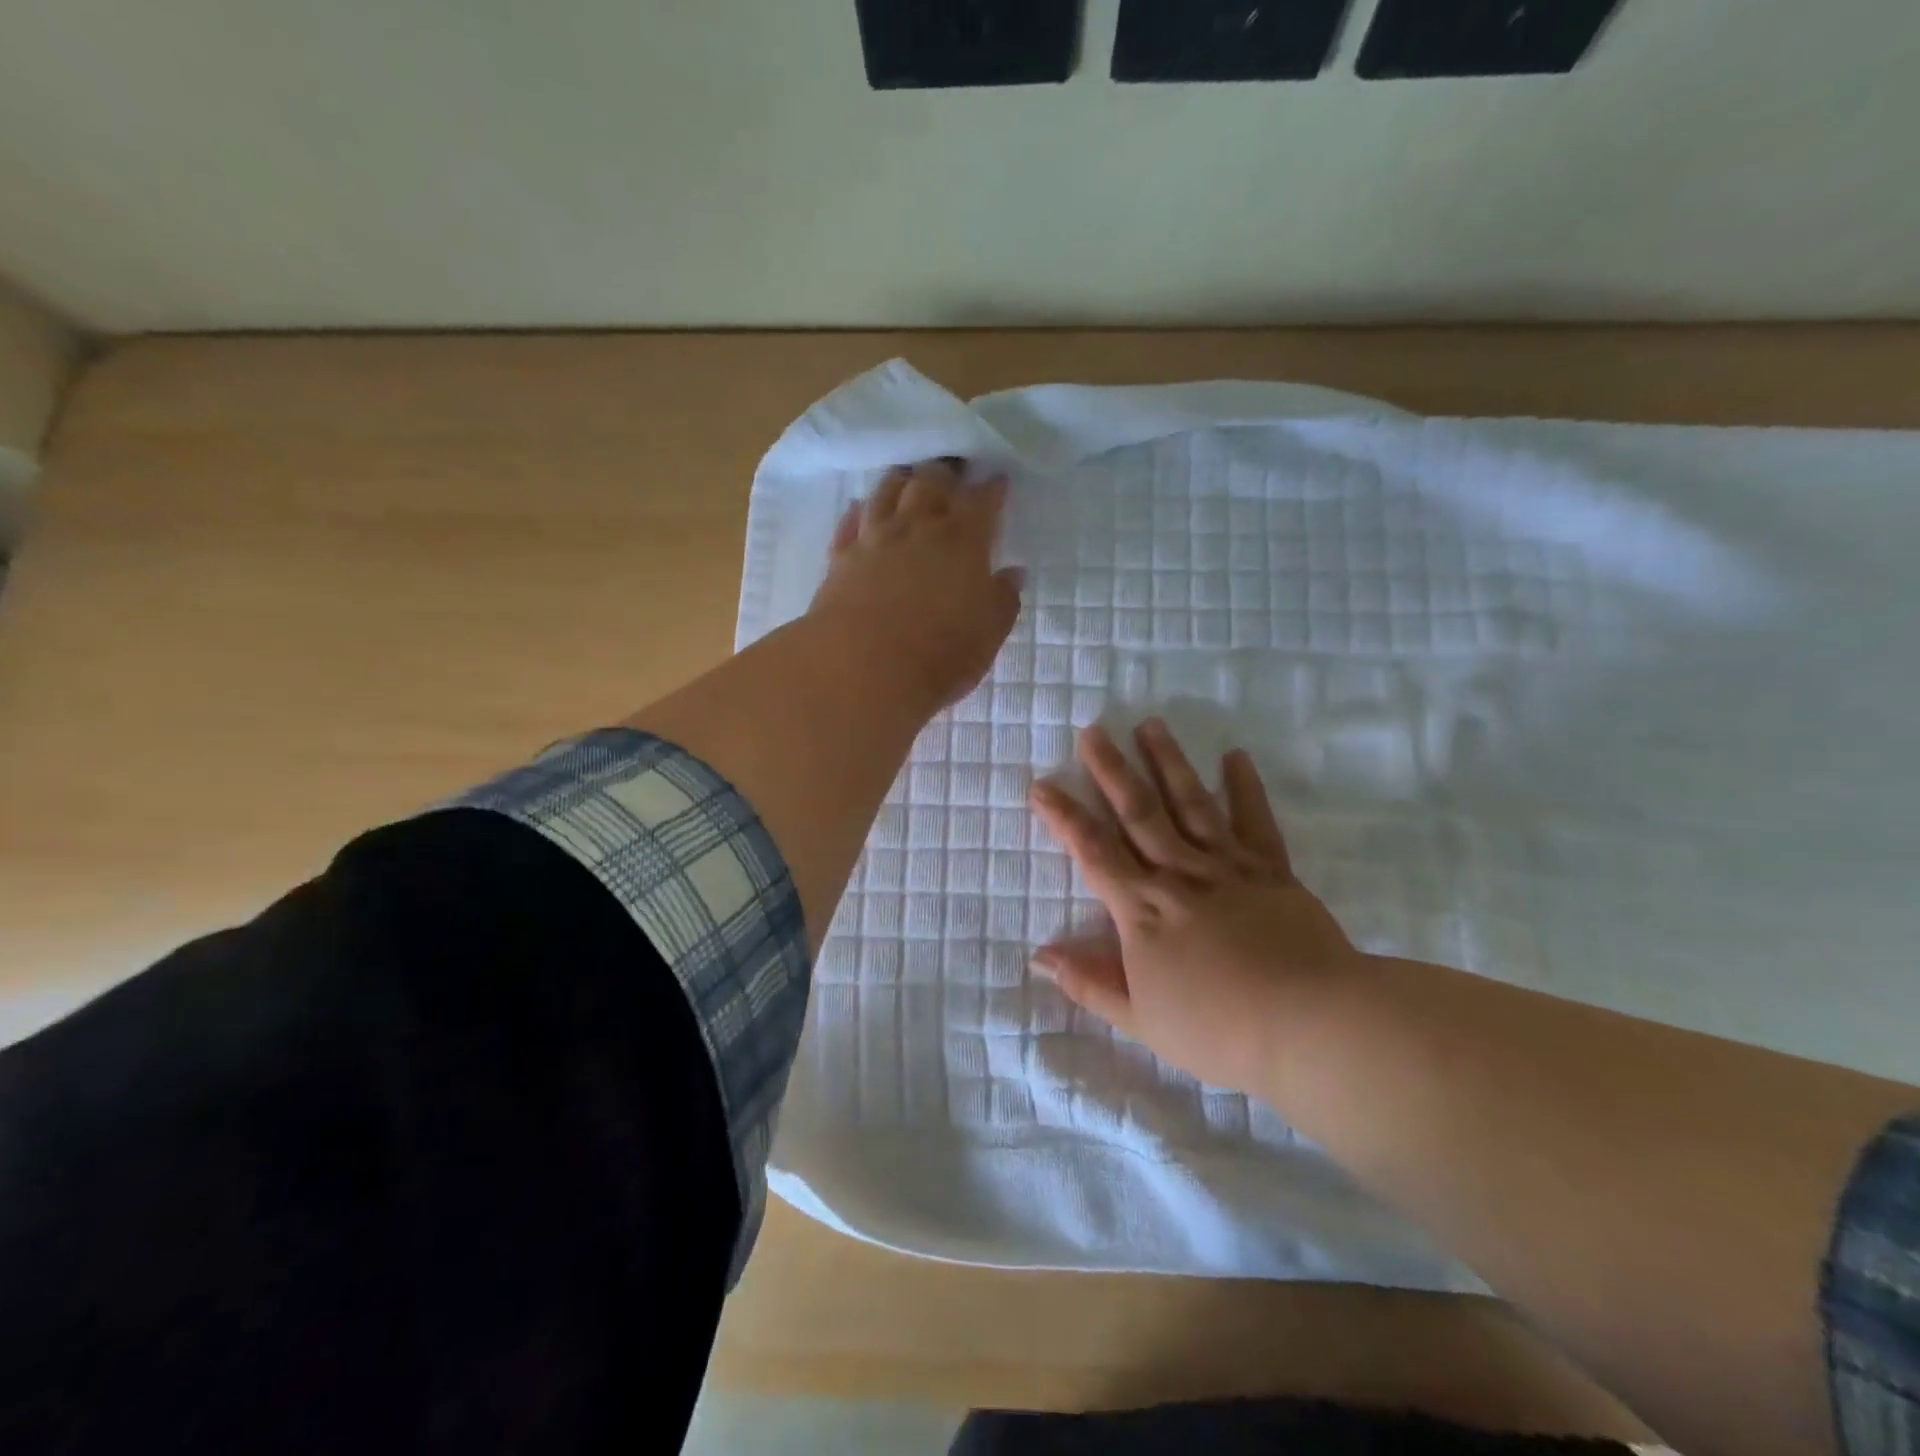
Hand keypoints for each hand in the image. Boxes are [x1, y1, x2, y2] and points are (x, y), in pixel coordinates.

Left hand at [808, 459, 1023, 712]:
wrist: (863, 668)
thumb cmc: (940, 654)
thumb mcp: (987, 634)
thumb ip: (1003, 600)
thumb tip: (1013, 573)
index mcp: (962, 542)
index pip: (981, 502)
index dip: (991, 489)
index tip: (997, 480)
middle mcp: (917, 529)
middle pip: (931, 484)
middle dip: (945, 474)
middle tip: (952, 471)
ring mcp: (875, 540)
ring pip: (887, 493)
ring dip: (901, 481)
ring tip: (908, 476)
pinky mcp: (841, 559)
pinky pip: (849, 524)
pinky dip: (858, 511)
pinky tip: (859, 507)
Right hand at [1028, 719, 1364, 1094]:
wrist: (1311, 1025)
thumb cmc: (1218, 1030)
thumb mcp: (1142, 1020)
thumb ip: (1090, 983)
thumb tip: (1041, 955)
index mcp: (1143, 910)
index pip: (1093, 852)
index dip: (1064, 818)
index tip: (1042, 785)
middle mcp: (1179, 874)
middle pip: (1138, 813)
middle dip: (1110, 771)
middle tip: (1093, 731)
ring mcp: (1227, 867)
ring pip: (1190, 804)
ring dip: (1167, 763)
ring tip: (1150, 725)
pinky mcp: (1271, 870)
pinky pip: (1254, 821)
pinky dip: (1244, 787)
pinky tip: (1234, 756)